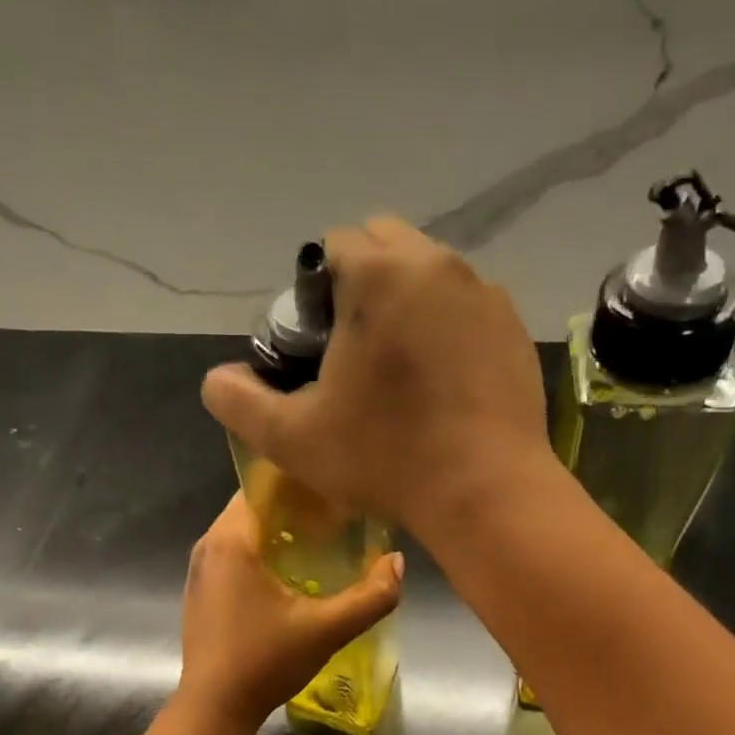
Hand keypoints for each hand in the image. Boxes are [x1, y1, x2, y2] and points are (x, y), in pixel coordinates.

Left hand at [177, 495, 402, 729]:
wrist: (213, 709)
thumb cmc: (265, 661)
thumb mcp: (327, 629)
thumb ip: (371, 596)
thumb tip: (397, 563)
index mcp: (231, 540)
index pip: (263, 486)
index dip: (300, 483)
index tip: (334, 490)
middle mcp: (208, 545)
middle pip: (254, 507)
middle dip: (294, 507)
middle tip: (336, 516)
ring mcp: (200, 569)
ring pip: (244, 531)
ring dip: (278, 531)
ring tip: (320, 540)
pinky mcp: (201, 591)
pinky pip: (234, 553)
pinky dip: (261, 552)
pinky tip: (291, 574)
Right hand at [200, 216, 550, 538]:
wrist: (486, 491)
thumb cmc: (385, 457)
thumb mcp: (291, 438)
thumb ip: (238, 400)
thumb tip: (219, 379)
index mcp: (380, 275)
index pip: (334, 245)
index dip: (316, 290)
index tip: (320, 342)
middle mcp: (437, 264)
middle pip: (385, 243)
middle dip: (363, 280)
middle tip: (355, 347)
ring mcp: (485, 293)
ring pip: (431, 271)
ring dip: (407, 299)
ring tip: (401, 365)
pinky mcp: (515, 326)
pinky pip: (467, 304)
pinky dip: (448, 323)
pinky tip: (443, 379)